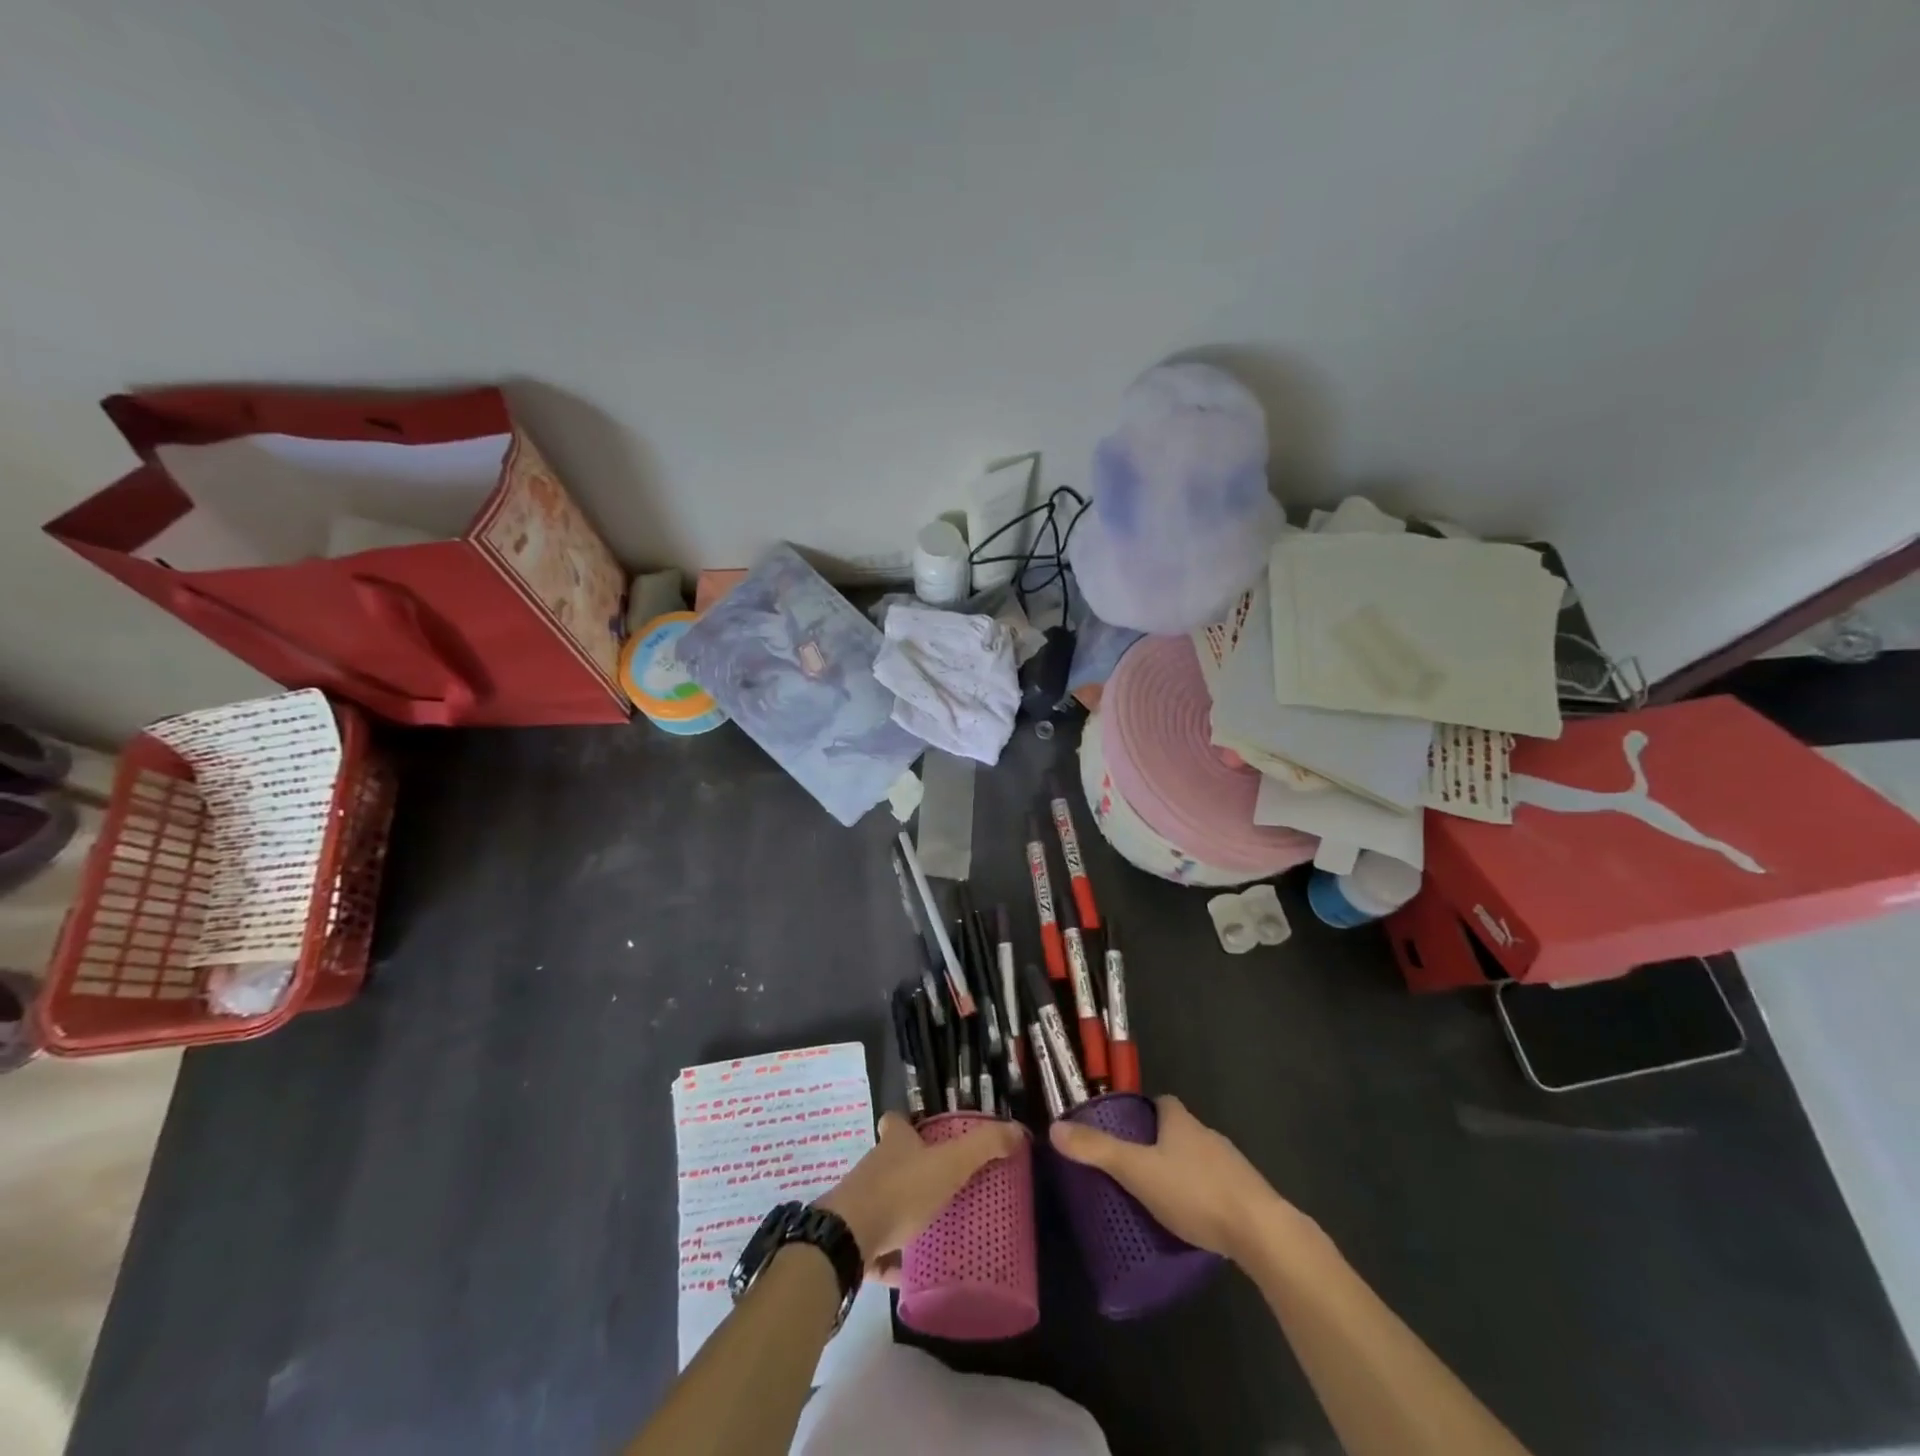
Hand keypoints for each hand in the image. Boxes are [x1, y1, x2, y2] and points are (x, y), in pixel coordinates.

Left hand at [818, 1113, 1023, 1278]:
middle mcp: (875, 1166)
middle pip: (892, 1161)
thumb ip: (984, 1147)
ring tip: (936, 1227)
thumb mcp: (949, 1164)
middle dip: (914, 1171)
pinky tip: (914, 1272)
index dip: (908, 1124)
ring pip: (885, 1202)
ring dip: (904, 1213)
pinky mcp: (855, 1240)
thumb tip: (1019, 1131)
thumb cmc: (901, 1190)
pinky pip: (878, 1247)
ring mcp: (861, 1203)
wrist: (850, 1237)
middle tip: (944, 1187)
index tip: (925, 1134)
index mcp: (895, 1143)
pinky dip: (893, 1258)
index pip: (896, 1121)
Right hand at [1050, 1094, 1301, 1261]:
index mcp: (1181, 1122)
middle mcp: (1208, 1135)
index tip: (1127, 1131)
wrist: (1261, 1232)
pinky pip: (1219, 1188)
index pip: (1163, 1102)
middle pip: (1180, 1131)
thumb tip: (1055, 1128)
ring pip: (1200, 1160)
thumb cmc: (1195, 1192)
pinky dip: (1204, 1197)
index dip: (1145, 1113)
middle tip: (1135, 1171)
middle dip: (1160, 1146)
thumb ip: (1098, 1151)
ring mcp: (1232, 1165)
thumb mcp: (1137, 1171)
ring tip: (1160, 1199)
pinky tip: (1193, 1221)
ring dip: (1183, 1173)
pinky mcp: (1249, 1196)